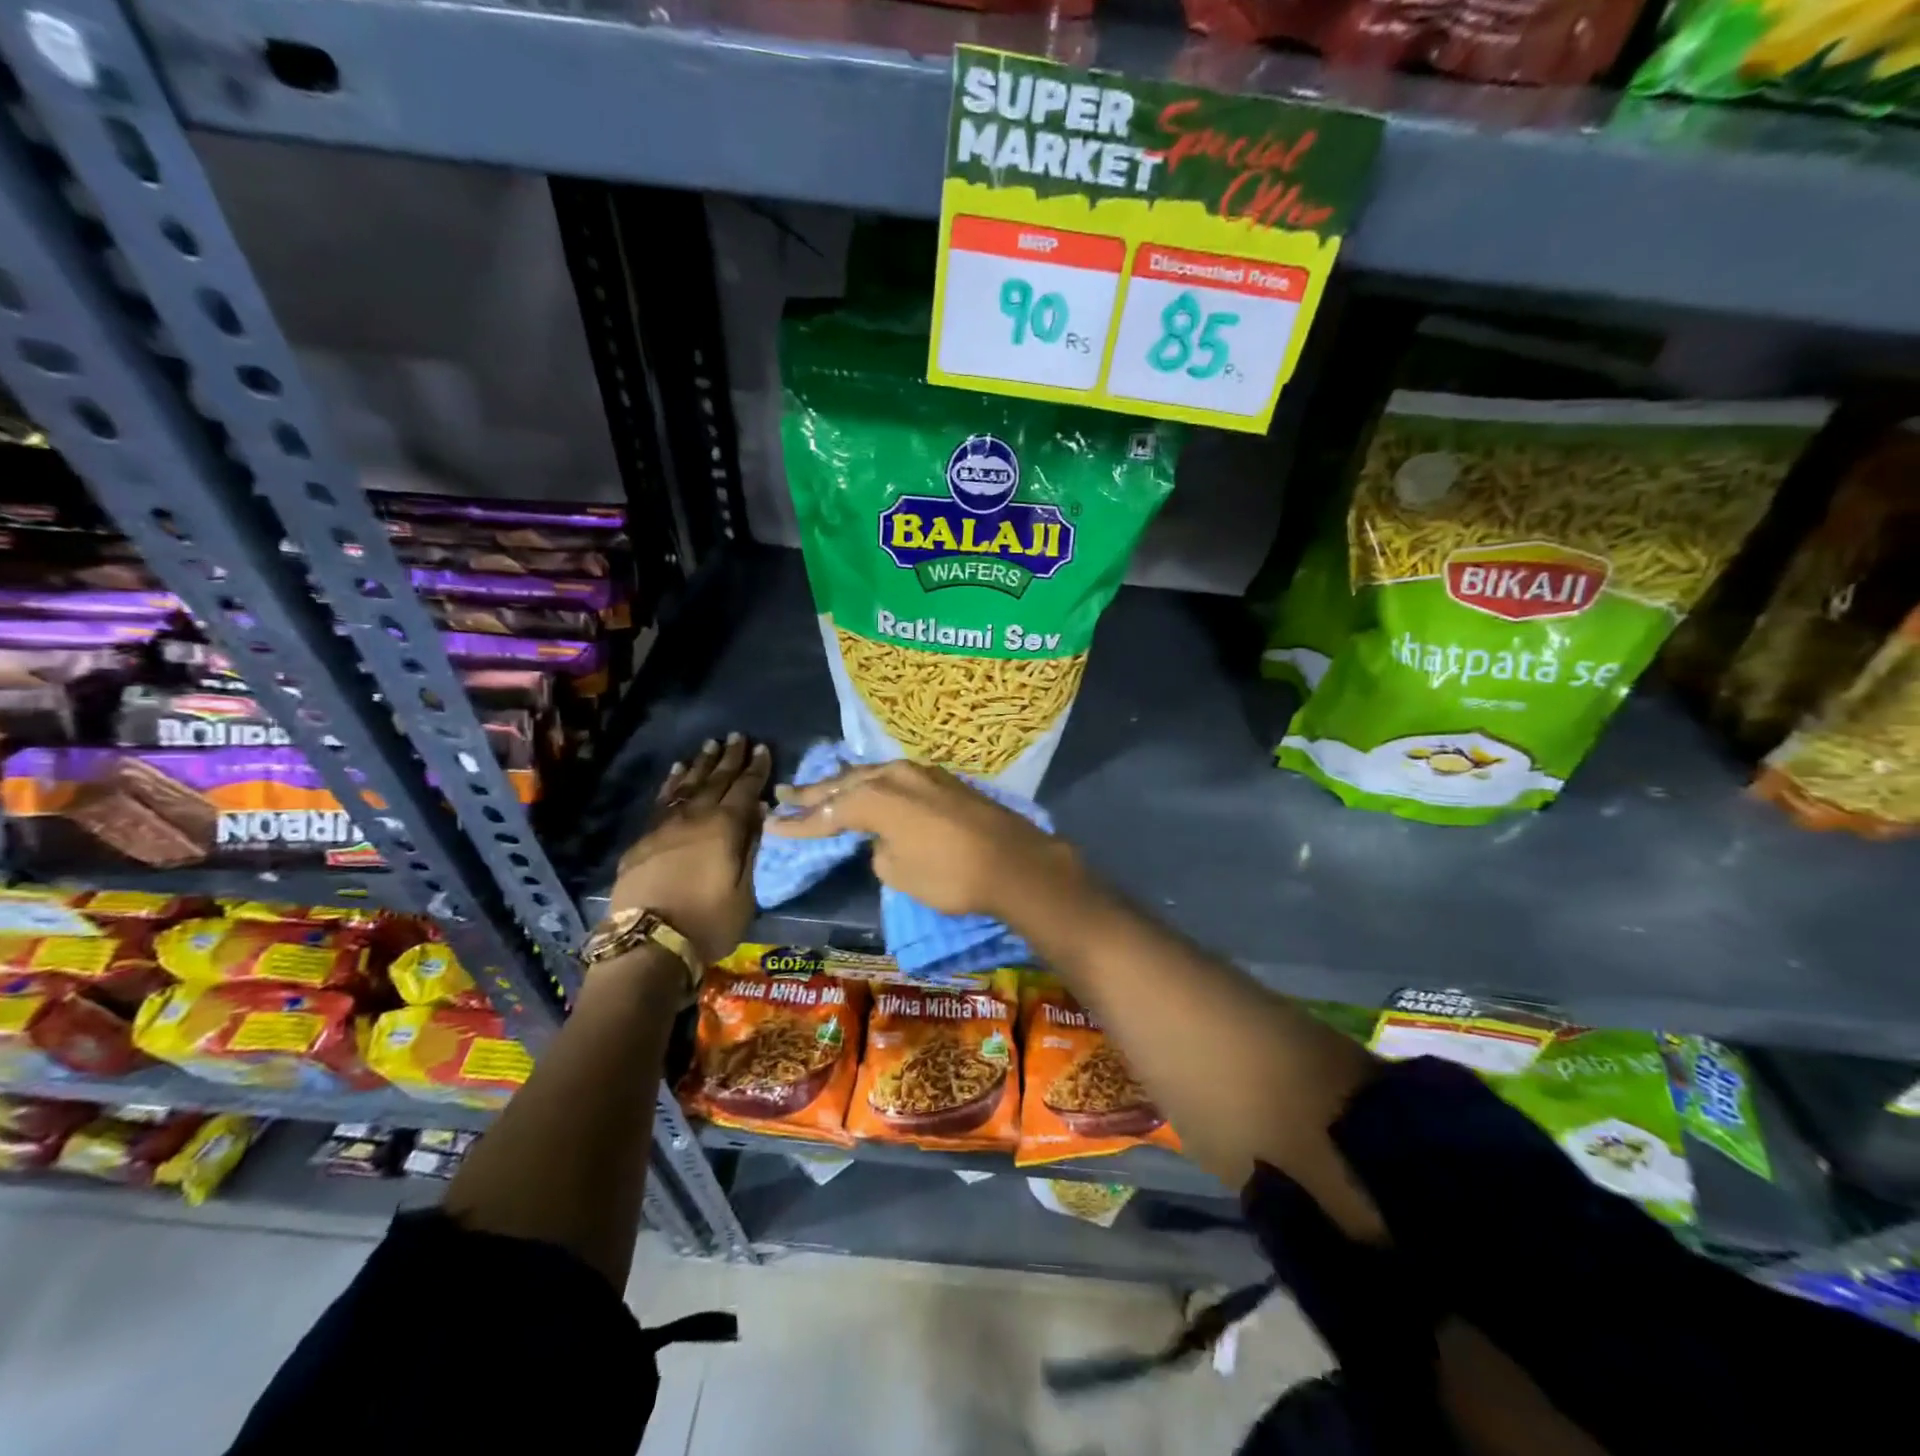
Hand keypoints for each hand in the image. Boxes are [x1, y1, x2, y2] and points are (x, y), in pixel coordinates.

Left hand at [608, 733, 770, 964]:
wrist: (648, 945)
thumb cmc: (708, 923)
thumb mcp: (744, 891)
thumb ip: (750, 848)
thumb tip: (758, 812)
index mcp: (725, 828)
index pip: (745, 790)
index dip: (756, 769)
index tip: (763, 749)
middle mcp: (695, 818)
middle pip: (716, 781)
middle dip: (729, 758)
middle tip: (738, 736)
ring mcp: (665, 827)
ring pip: (687, 786)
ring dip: (701, 765)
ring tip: (710, 745)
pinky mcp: (643, 840)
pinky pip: (662, 801)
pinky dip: (672, 784)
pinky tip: (677, 772)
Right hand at [764, 760, 1073, 919]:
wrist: (1014, 862)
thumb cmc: (950, 875)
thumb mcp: (899, 873)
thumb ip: (879, 850)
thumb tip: (884, 839)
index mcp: (876, 799)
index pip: (828, 813)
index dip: (799, 824)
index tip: (772, 827)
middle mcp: (894, 776)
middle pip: (845, 784)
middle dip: (814, 792)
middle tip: (785, 793)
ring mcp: (922, 773)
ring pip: (871, 774)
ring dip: (844, 782)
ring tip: (820, 785)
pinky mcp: (943, 780)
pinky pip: (896, 776)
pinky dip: (874, 782)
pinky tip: (869, 784)